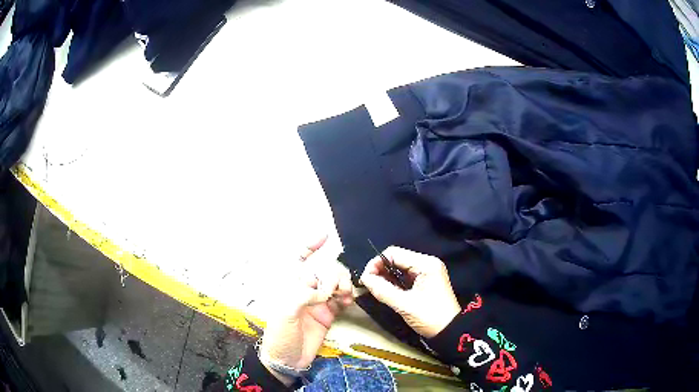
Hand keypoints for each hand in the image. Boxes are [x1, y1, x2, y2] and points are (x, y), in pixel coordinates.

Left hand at [259, 236, 353, 384]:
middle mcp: (305, 291)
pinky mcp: (328, 314)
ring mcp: (318, 302)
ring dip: (342, 285)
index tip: (324, 236)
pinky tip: (347, 302)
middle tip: (333, 291)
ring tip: (343, 296)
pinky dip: (346, 297)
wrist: (288, 361)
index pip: (298, 260)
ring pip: (335, 284)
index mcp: (290, 287)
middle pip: (323, 271)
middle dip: (332, 275)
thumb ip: (302, 296)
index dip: (309, 246)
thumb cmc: (280, 336)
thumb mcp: (285, 314)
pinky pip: (341, 299)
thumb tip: (322, 292)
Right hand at [360, 246, 459, 338]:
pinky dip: (394, 282)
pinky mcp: (426, 281)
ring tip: (376, 289)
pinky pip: (405, 276)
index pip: (394, 253)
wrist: (450, 332)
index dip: (376, 263)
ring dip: (386, 276)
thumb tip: (364, 278)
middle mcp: (427, 263)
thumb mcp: (404, 304)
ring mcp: (428, 272)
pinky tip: (387, 291)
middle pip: (397, 258)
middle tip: (369, 285)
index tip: (365, 278)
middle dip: (380, 270)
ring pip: (400, 267)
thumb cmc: (429, 317)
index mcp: (425, 264)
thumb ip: (383, 290)